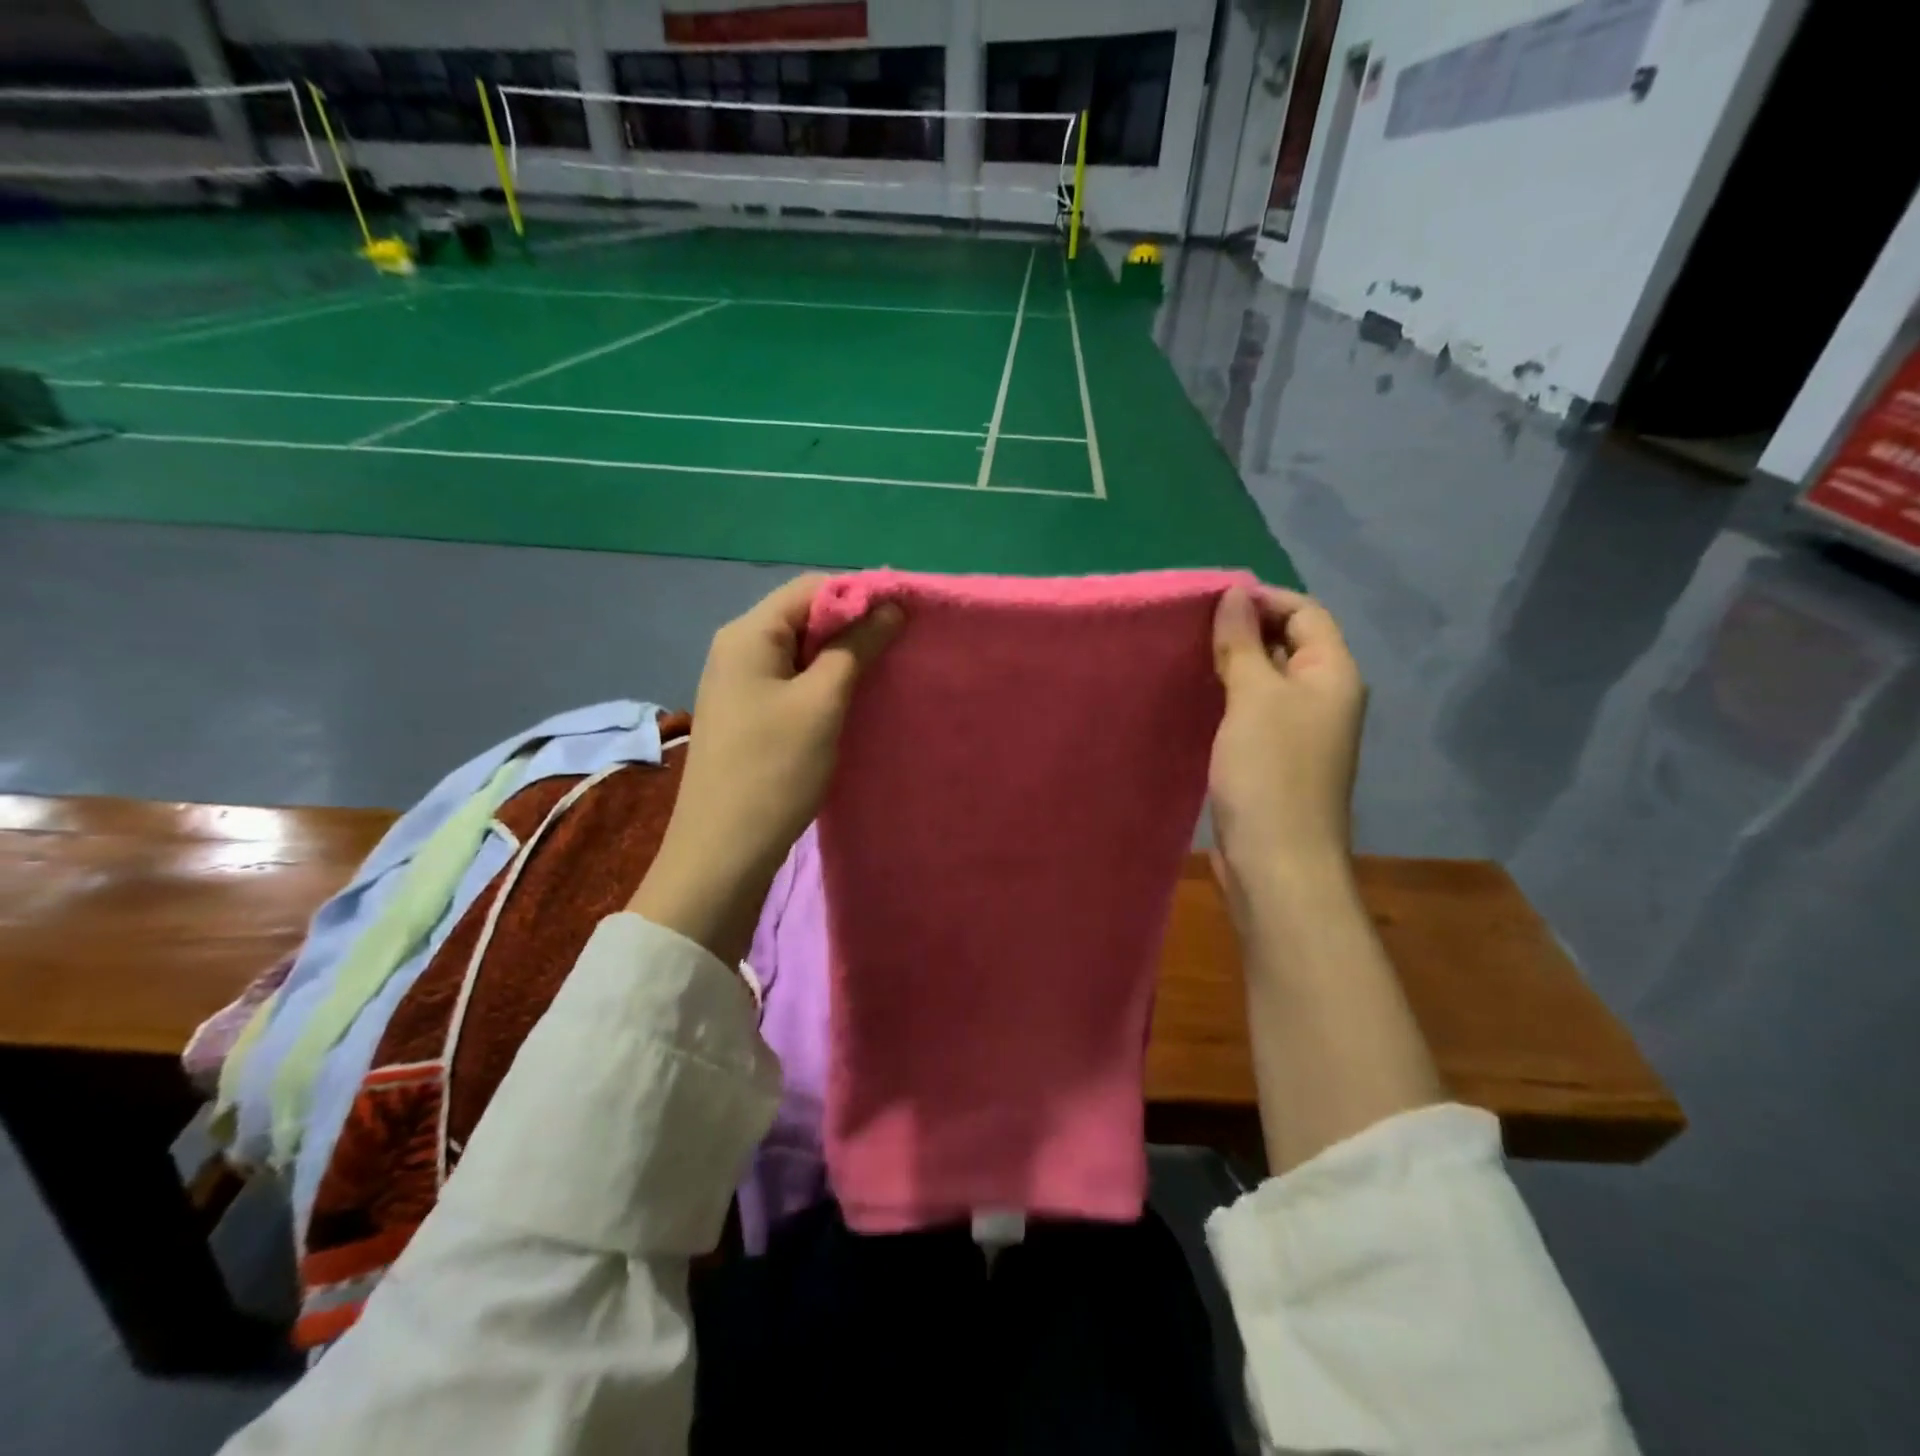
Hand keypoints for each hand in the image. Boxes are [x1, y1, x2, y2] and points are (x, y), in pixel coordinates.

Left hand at [629, 574, 901, 963]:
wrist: (723, 851)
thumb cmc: (774, 770)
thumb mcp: (822, 703)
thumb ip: (855, 648)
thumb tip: (890, 607)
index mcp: (748, 634)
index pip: (811, 588)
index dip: (860, 596)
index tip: (905, 617)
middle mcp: (737, 648)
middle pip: (803, 616)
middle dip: (853, 627)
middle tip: (900, 647)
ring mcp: (738, 683)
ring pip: (800, 652)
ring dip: (841, 658)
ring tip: (883, 674)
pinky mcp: (747, 714)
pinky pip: (790, 681)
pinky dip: (822, 683)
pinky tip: (850, 702)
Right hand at [1208, 586, 1366, 883]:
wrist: (1277, 863)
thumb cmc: (1270, 773)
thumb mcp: (1253, 698)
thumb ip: (1243, 643)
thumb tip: (1234, 594)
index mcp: (1332, 673)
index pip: (1305, 612)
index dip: (1261, 600)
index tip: (1208, 603)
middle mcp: (1323, 696)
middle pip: (1288, 643)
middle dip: (1243, 630)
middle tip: (1188, 628)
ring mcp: (1300, 730)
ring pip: (1267, 679)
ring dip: (1232, 664)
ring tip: (1185, 657)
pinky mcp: (1276, 757)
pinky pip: (1254, 711)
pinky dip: (1228, 697)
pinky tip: (1195, 697)